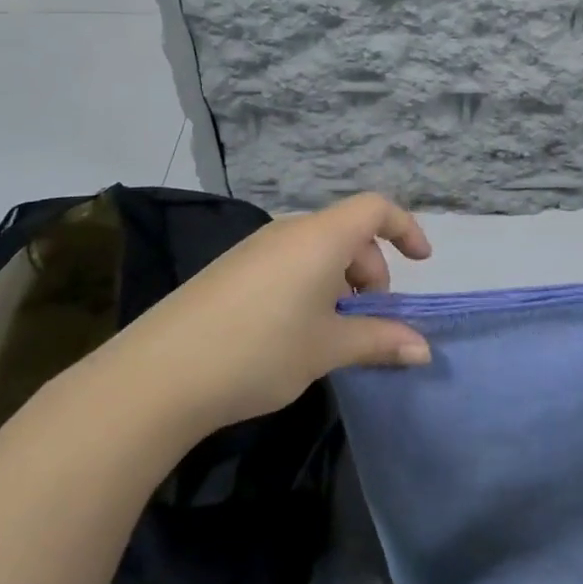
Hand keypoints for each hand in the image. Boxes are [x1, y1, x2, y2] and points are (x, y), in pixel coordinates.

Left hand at [121, 193, 433, 431]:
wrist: (158, 375)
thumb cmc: (260, 350)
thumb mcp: (328, 348)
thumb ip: (380, 341)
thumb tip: (424, 350)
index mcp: (320, 237)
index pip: (375, 208)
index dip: (405, 228)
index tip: (421, 262)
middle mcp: (288, 232)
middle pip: (347, 231)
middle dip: (370, 269)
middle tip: (369, 317)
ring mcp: (254, 249)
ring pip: (316, 249)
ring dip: (339, 280)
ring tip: (331, 330)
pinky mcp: (229, 270)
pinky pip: (286, 262)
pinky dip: (308, 284)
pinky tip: (292, 331)